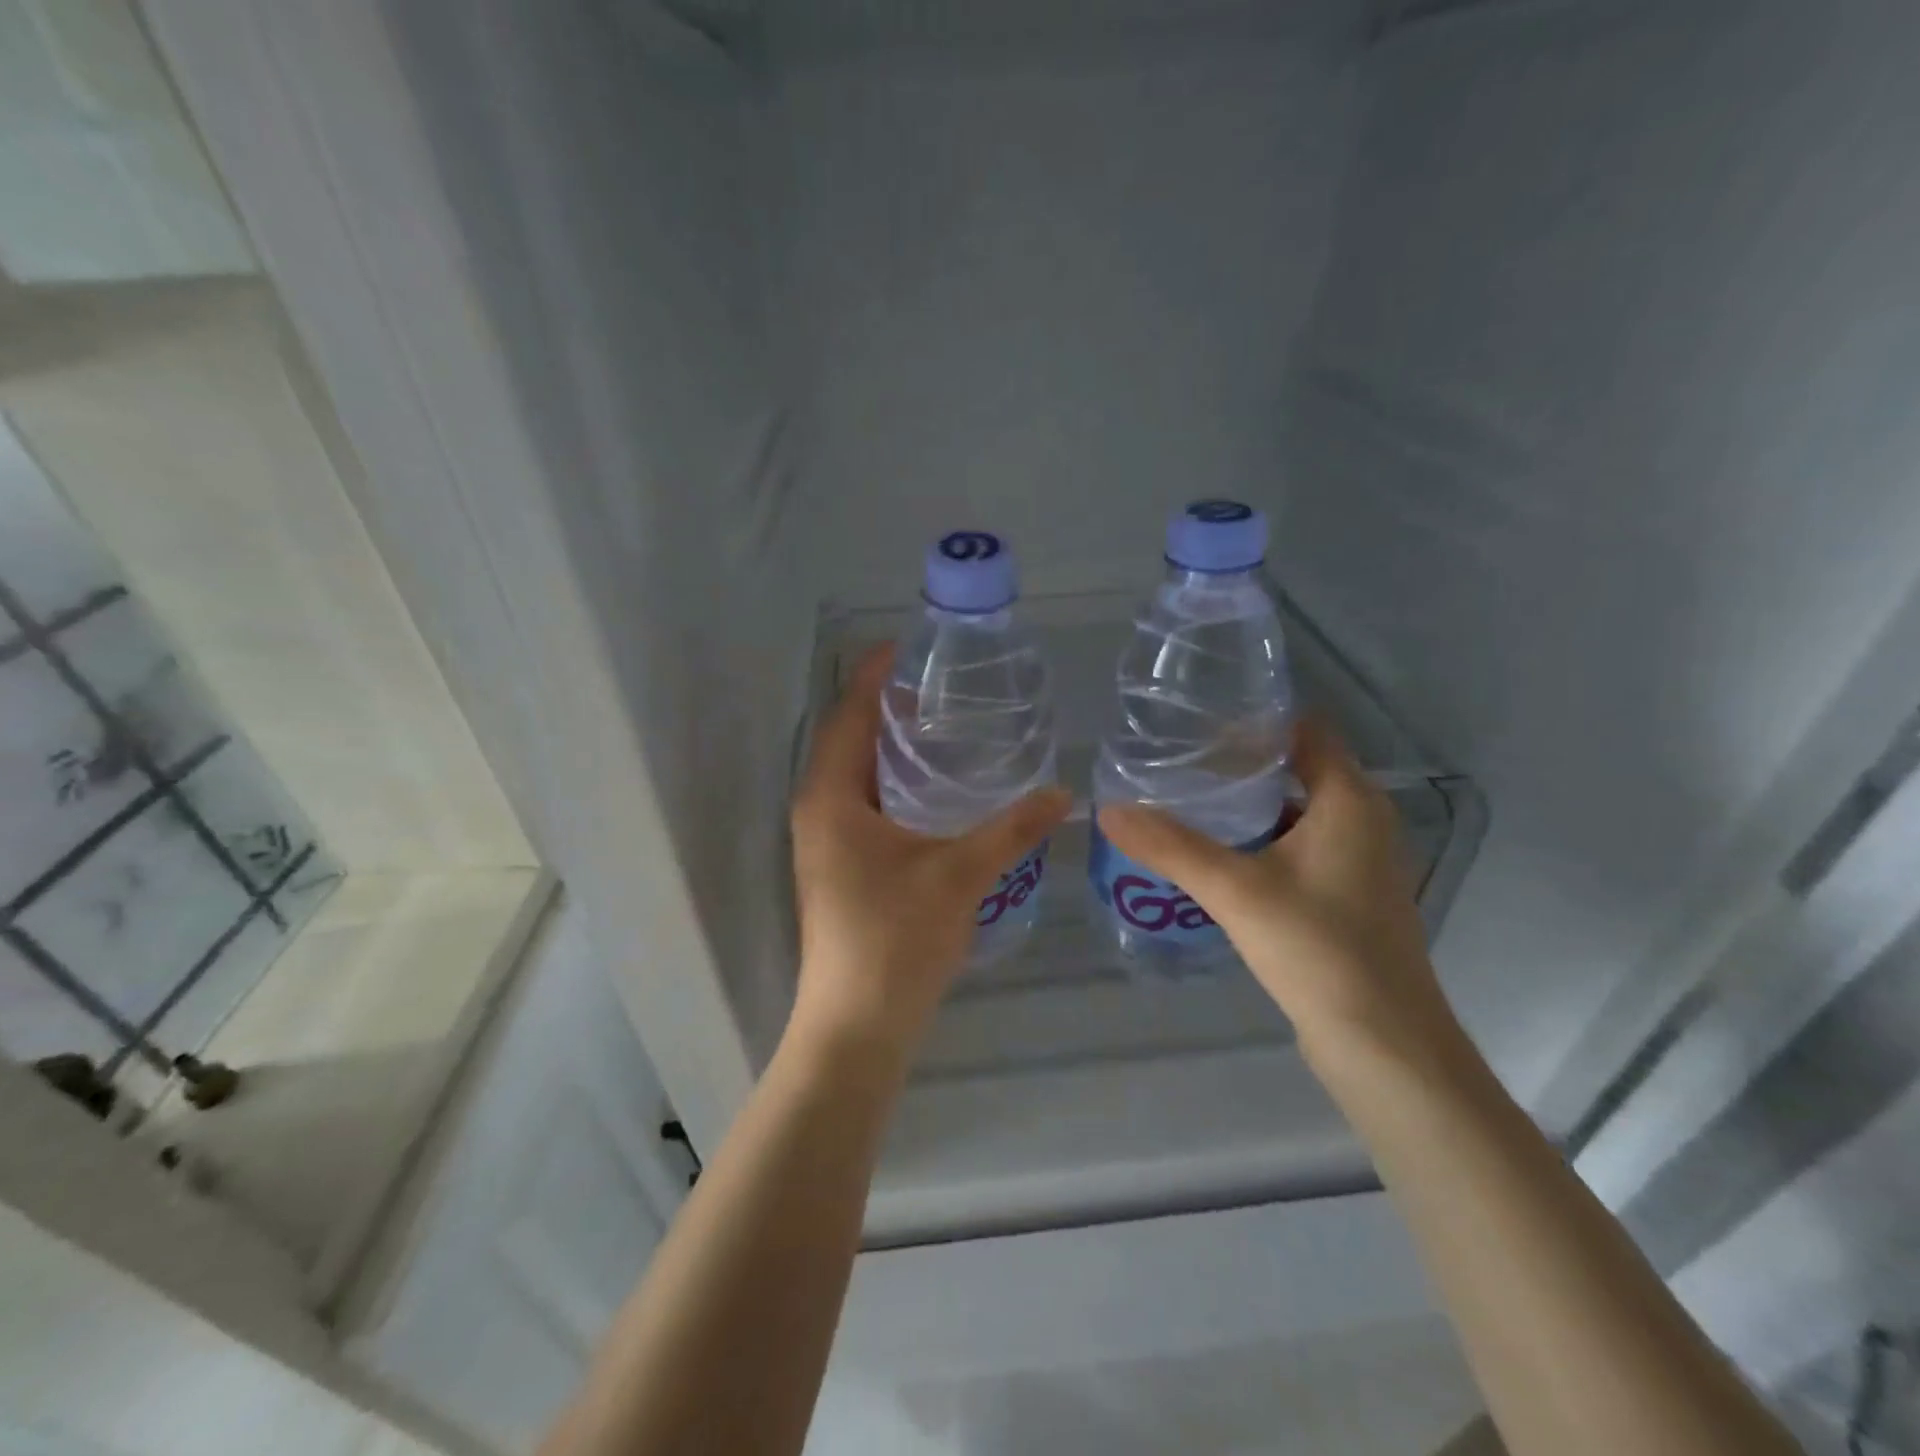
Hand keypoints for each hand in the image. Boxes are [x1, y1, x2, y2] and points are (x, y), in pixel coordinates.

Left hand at [789, 646, 1070, 1054]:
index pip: (849, 714)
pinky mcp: (840, 867)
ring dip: (891, 746)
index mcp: (830, 797)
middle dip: (887, 706)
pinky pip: (864, 804)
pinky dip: (894, 783)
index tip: (908, 644)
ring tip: (943, 724)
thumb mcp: (960, 873)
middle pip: (849, 739)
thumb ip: (1012, 828)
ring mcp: (825, 842)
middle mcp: (818, 811)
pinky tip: (935, 789)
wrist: (856, 1027)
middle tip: (940, 682)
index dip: (874, 675)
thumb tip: (1065, 792)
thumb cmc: (895, 939)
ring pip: (856, 775)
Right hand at [1096, 719, 1459, 1066]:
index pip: (1304, 730)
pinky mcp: (1347, 896)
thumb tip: (1107, 809)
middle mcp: (1362, 820)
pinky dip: (1259, 842)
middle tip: (1175, 761)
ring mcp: (1358, 861)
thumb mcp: (1235, 891)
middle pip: (1297, 768)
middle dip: (1238, 763)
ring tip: (1185, 802)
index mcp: (1350, 799)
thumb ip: (1170, 846)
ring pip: (1295, 812)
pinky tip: (1216, 857)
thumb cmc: (1318, 949)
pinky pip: (1298, 848)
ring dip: (1247, 806)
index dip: (1252, 720)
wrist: (1384, 1045)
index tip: (1195, 722)